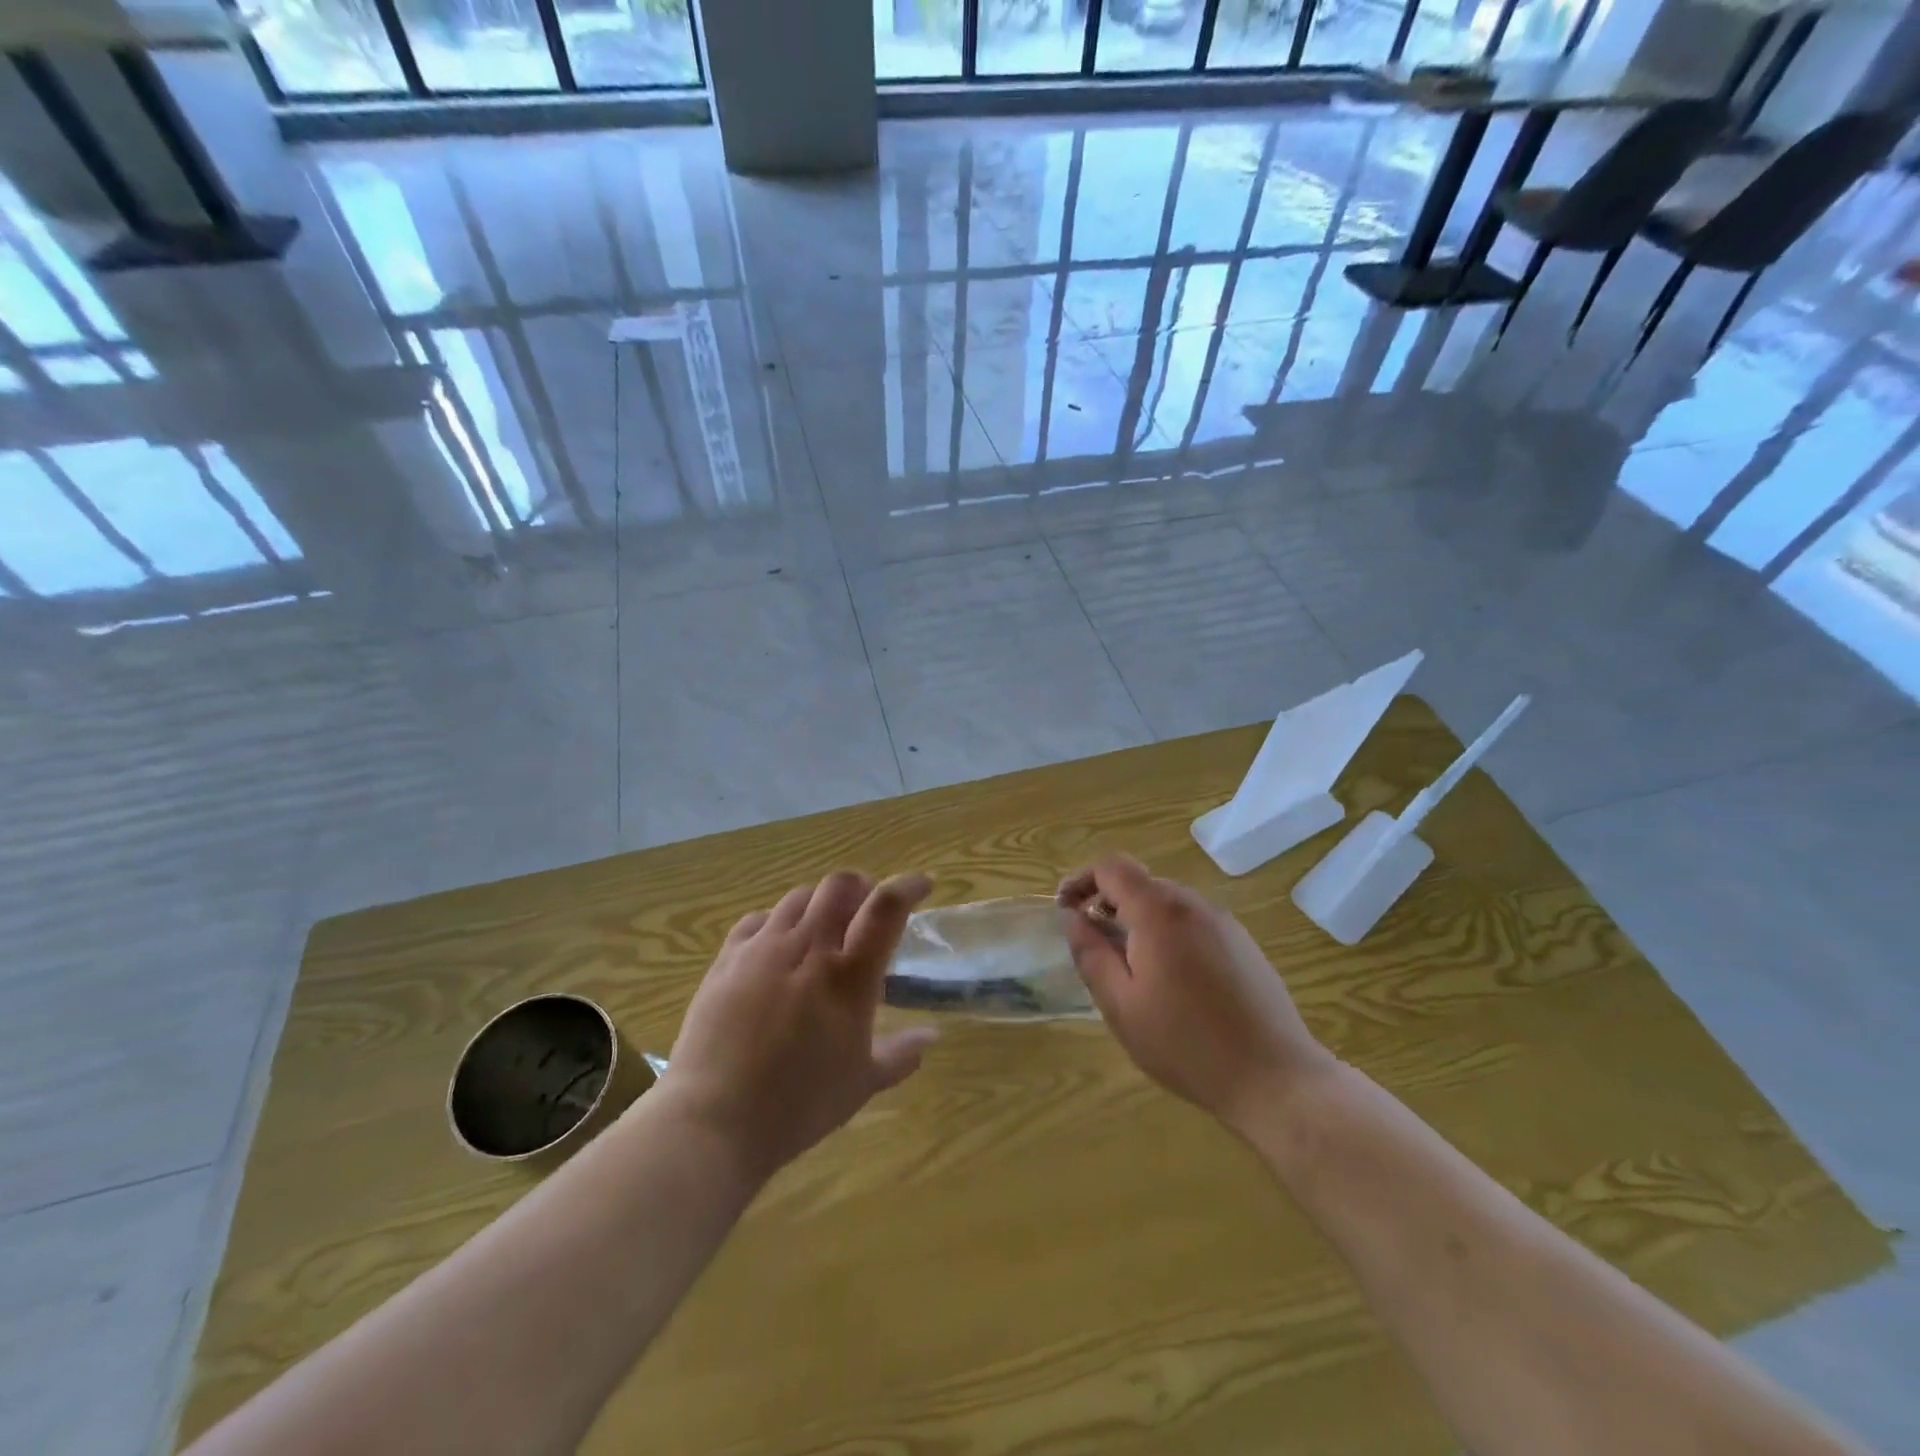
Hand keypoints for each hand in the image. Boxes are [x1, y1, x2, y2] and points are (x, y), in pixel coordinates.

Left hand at [660, 871, 937, 1179]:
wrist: (713, 1119)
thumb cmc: (798, 1105)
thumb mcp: (861, 1084)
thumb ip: (901, 1054)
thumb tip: (932, 1036)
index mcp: (849, 975)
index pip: (886, 906)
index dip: (909, 886)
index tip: (923, 885)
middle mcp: (808, 947)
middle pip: (840, 886)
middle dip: (861, 887)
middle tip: (867, 910)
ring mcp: (763, 947)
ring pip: (799, 896)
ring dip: (821, 902)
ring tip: (824, 928)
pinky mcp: (727, 958)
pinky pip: (758, 919)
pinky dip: (778, 921)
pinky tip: (778, 944)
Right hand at [1058, 856, 1333, 1132]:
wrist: (1276, 1079)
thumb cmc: (1186, 1045)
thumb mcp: (1121, 1005)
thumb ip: (1090, 954)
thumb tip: (1072, 918)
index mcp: (1159, 911)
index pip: (1111, 867)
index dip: (1081, 879)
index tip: (1064, 909)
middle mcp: (1193, 904)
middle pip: (1140, 882)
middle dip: (1108, 902)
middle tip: (1092, 945)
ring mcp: (1223, 922)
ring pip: (1167, 902)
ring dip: (1137, 919)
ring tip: (1129, 967)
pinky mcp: (1243, 943)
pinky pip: (1192, 922)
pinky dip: (1167, 933)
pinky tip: (1171, 981)